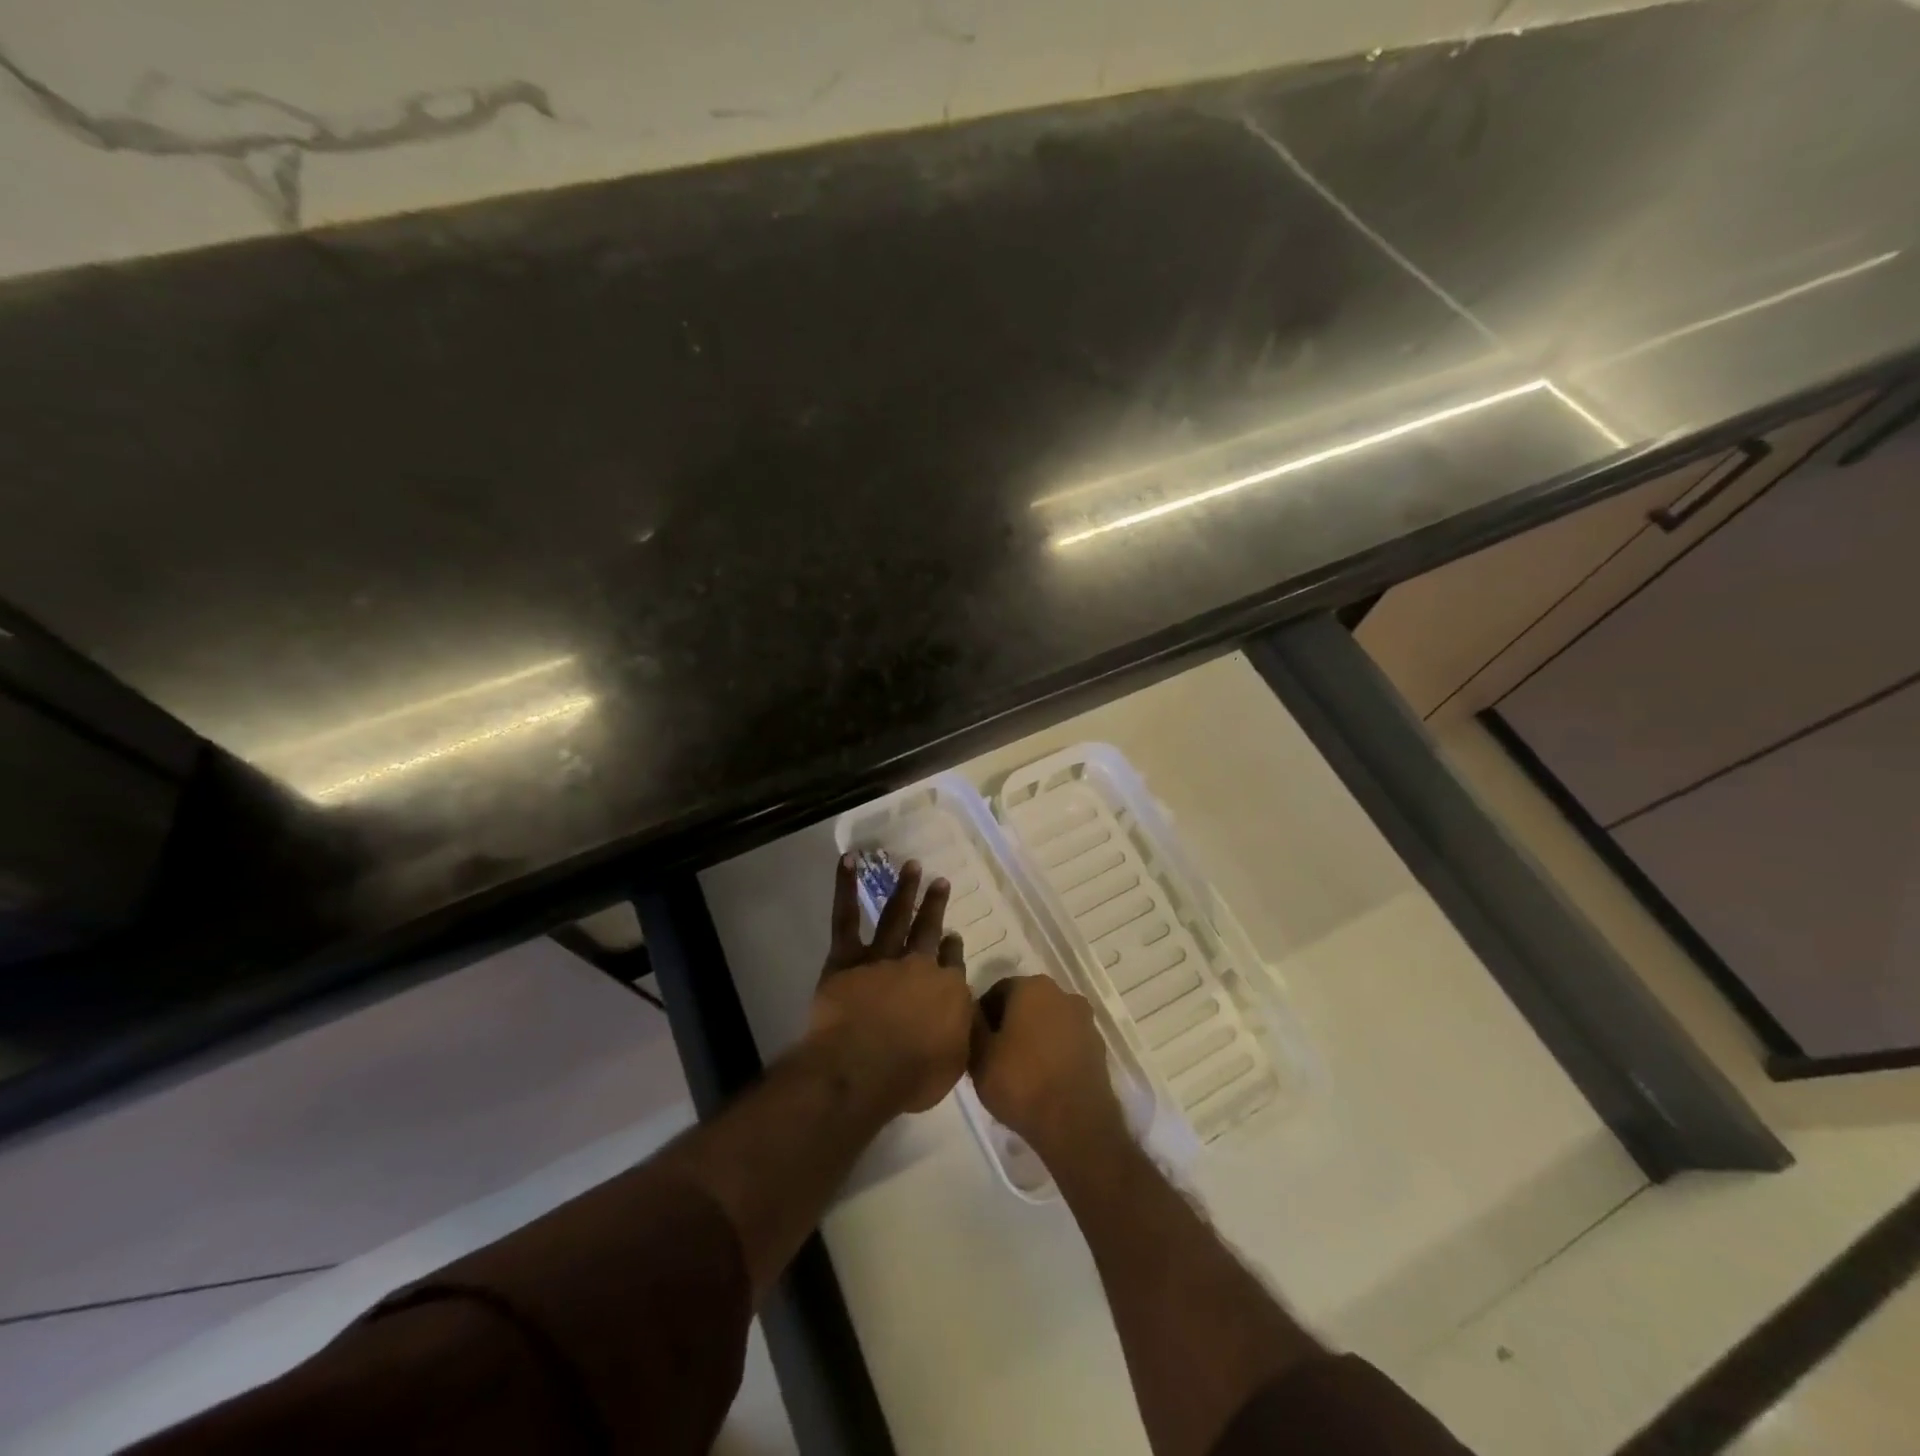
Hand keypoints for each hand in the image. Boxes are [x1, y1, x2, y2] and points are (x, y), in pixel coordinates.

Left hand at [807, 854, 973, 1114]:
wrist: (864, 1067)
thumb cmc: (911, 1076)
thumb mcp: (953, 1062)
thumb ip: (959, 1034)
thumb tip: (963, 1017)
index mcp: (946, 990)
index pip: (952, 963)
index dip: (952, 949)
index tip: (952, 937)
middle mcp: (919, 965)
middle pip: (929, 931)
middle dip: (935, 906)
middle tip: (940, 881)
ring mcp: (882, 957)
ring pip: (896, 916)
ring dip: (904, 890)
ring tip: (911, 865)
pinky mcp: (847, 958)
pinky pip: (846, 917)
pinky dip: (845, 887)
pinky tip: (848, 860)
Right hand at [970, 974, 1126, 1158]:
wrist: (1075, 1125)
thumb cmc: (1021, 1083)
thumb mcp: (979, 1056)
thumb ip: (972, 1025)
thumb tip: (972, 1009)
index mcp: (1032, 987)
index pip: (998, 991)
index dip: (983, 1016)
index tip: (976, 1042)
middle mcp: (1062, 994)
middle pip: (1025, 1004)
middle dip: (1009, 1024)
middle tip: (994, 1057)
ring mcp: (1084, 1021)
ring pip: (1048, 1023)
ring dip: (1033, 1038)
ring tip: (1019, 1072)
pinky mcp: (1097, 1048)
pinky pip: (1066, 1042)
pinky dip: (1053, 1053)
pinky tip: (1042, 1080)